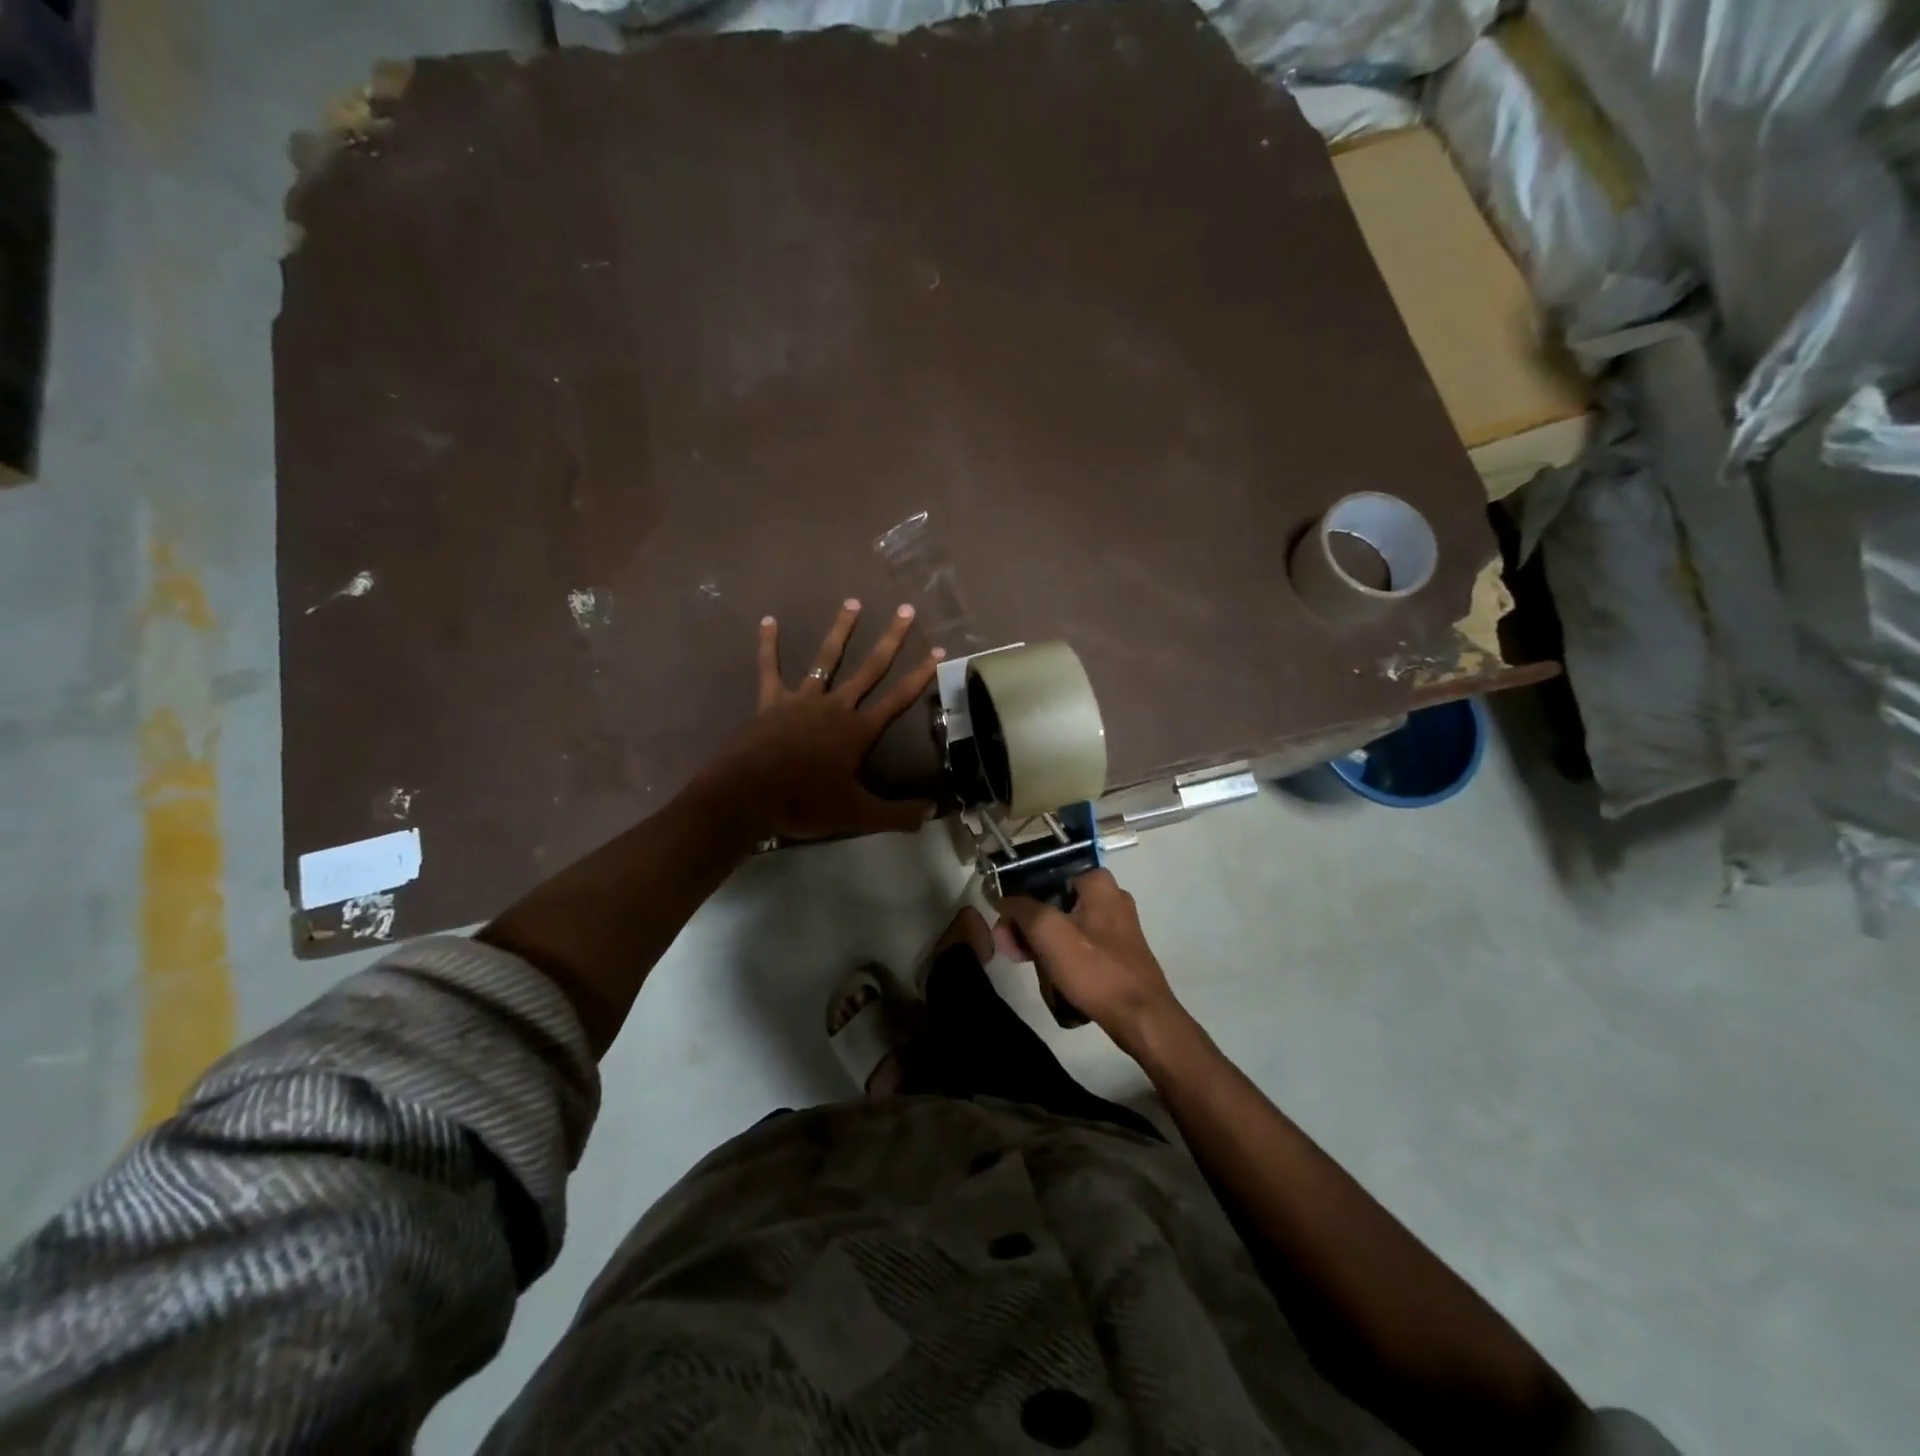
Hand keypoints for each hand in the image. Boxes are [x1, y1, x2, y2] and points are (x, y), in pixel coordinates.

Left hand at [702, 599, 943, 840]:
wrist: (748, 795)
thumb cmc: (805, 803)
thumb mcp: (857, 815)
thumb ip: (897, 815)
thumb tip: (934, 812)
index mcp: (858, 730)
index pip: (899, 699)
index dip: (920, 675)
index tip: (939, 649)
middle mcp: (835, 707)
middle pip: (869, 668)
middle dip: (891, 639)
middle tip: (906, 610)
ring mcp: (802, 700)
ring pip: (825, 659)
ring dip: (841, 630)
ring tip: (853, 602)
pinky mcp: (771, 702)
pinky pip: (769, 668)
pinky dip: (768, 645)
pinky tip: (767, 620)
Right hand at [996, 869, 1187, 1056]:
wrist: (1141, 1018)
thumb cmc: (1095, 969)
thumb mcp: (1048, 932)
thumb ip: (1021, 908)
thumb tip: (1003, 900)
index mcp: (1097, 881)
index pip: (1044, 878)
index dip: (1018, 901)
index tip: (1004, 929)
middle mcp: (1110, 896)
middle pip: (1053, 903)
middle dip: (1028, 927)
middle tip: (1011, 952)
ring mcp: (1116, 925)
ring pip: (1065, 925)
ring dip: (1042, 944)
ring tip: (1029, 967)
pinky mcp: (1117, 951)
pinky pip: (1079, 944)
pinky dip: (1062, 955)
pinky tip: (1051, 976)